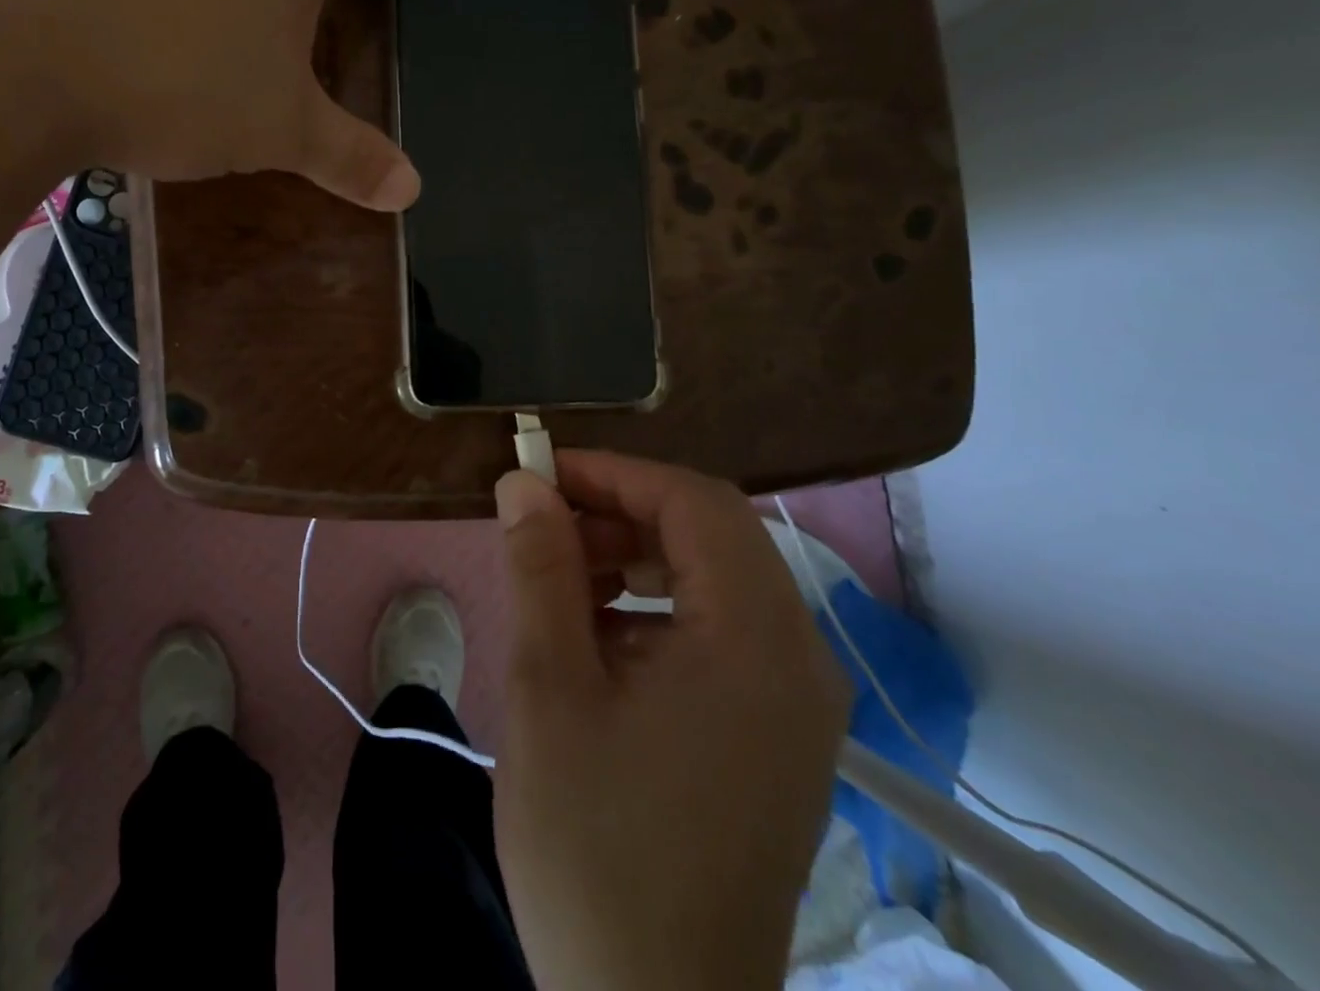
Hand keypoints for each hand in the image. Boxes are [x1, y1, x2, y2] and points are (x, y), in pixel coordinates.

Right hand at [492, 451, 849, 990]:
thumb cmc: (594, 847)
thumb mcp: (549, 689)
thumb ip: (540, 568)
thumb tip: (523, 483)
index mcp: (757, 642)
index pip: (695, 502)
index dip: (614, 473)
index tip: (539, 477)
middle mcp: (798, 660)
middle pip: (712, 535)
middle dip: (621, 513)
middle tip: (543, 531)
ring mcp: (795, 703)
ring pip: (715, 579)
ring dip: (635, 559)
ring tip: (561, 587)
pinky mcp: (776, 736)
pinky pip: (719, 632)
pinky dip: (656, 609)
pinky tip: (598, 644)